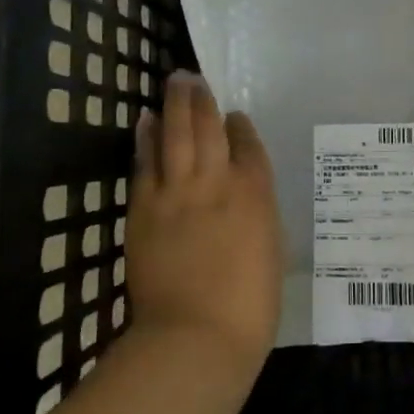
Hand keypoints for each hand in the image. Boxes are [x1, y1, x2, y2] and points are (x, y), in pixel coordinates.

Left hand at [126, 72, 283, 373]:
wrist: (196, 336)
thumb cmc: (249, 304)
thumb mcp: (270, 248)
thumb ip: (256, 212)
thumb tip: (243, 194)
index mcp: (255, 192)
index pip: (247, 145)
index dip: (239, 126)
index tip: (233, 116)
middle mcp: (216, 181)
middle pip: (208, 128)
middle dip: (202, 100)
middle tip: (193, 77)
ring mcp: (176, 192)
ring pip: (176, 135)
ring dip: (175, 106)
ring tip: (176, 82)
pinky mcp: (143, 209)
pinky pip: (145, 163)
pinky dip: (146, 138)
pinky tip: (146, 121)